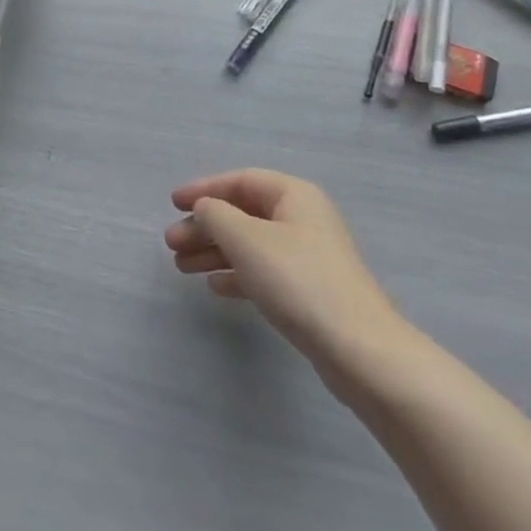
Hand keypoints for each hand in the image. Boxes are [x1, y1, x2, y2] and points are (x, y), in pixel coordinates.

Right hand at [165, 169, 406, 362]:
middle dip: (205, 226)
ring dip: (215, 251)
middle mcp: (303, 218)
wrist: (359, 350)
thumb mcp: (247, 239)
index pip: (240, 180)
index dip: (204, 189)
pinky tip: (215, 287)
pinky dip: (237, 274)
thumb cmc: (298, 280)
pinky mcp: (309, 290)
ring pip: (250, 244)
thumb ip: (216, 215)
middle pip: (243, 213)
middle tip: (171, 244)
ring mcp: (308, 255)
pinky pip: (263, 271)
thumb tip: (203, 209)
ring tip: (181, 267)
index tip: (173, 203)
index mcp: (294, 195)